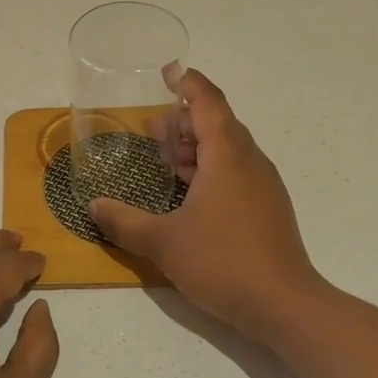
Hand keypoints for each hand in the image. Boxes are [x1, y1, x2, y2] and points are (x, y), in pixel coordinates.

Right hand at [92, 69, 323, 344]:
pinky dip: (209, 169)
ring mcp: (263, 185)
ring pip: (228, 150)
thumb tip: (93, 207)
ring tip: (164, 161)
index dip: (187, 84)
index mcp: (227, 155)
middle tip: (150, 132)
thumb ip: (123, 222)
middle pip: (217, 124)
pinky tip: (188, 194)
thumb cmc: (222, 261)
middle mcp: (249, 161)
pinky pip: (235, 172)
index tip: (168, 72)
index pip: (207, 102)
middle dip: (183, 122)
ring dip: (196, 147)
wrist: (284, 305)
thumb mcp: (163, 242)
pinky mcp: (267, 208)